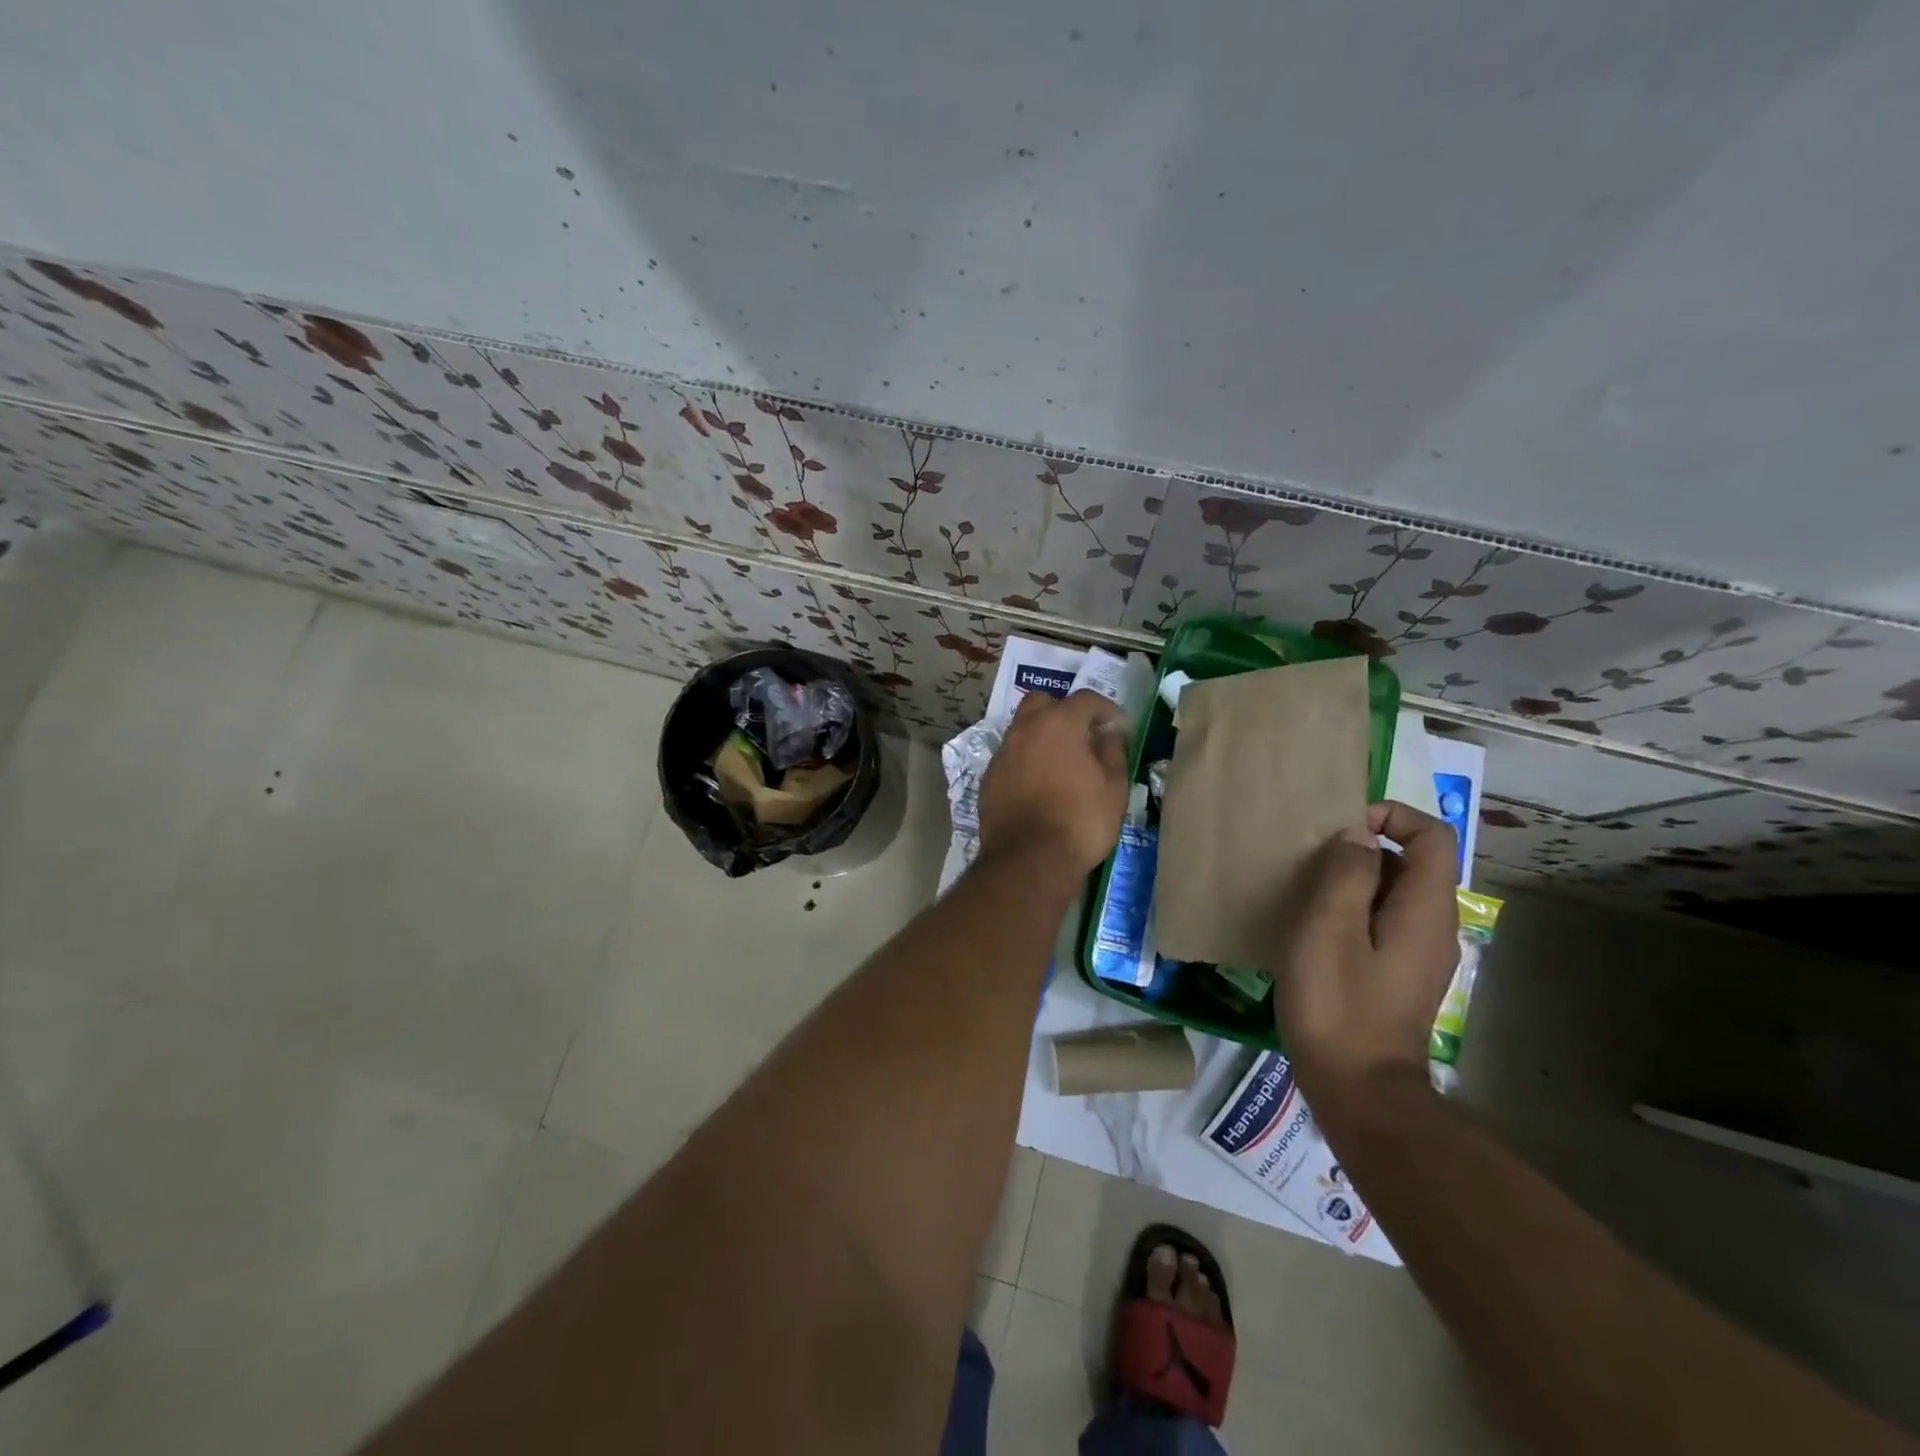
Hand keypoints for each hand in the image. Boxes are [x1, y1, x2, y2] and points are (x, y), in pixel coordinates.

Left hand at [977, 689, 1129, 875]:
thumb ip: (1112, 751)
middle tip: (1082, 735)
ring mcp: (1002, 753)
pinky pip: (1011, 757)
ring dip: (1041, 735)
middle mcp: (1025, 729)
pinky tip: (1039, 784)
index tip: (1117, 726)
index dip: (1106, 709)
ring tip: (1060, 762)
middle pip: (1042, 702)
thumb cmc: (1080, 821)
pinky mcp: (989, 778)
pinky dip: (1026, 760)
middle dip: (1063, 711)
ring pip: (1022, 729)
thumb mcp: (1113, 788)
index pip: (1085, 699)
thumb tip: (1108, 732)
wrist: (1028, 860)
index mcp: (1058, 723)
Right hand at [1278, 801, 1459, 1103]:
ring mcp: (1419, 955)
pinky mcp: (1399, 976)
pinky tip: (1314, 933)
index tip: (1342, 828)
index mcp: (1425, 909)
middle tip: (1311, 862)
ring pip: (1393, 894)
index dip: (1391, 816)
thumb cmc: (1338, 1003)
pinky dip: (1352, 912)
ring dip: (1353, 882)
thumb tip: (1358, 837)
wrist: (1359, 1090)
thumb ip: (1347, 873)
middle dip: (1364, 849)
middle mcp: (1433, 926)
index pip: (1432, 835)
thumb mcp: (1330, 928)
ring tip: (1305, 893)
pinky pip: (1382, 923)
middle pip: (1412, 862)